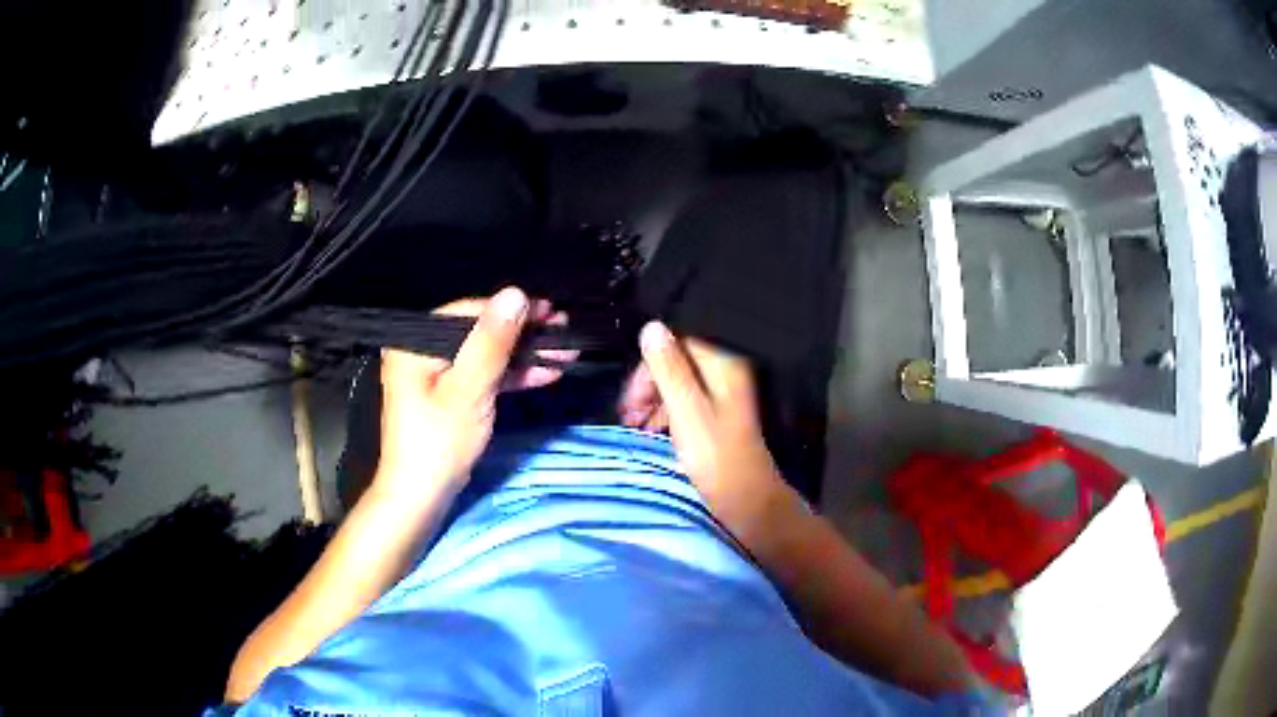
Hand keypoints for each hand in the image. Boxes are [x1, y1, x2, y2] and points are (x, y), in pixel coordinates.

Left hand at [374, 288, 571, 498]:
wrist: (422, 497)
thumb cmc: (439, 441)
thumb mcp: (469, 389)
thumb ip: (492, 341)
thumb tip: (516, 293)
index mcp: (416, 344)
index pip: (468, 311)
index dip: (510, 310)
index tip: (550, 310)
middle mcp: (423, 352)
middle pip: (480, 332)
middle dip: (523, 334)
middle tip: (563, 329)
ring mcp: (438, 375)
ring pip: (486, 355)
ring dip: (525, 355)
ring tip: (565, 349)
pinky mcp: (451, 396)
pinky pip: (484, 376)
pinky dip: (512, 376)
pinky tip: (546, 372)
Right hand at [637, 321, 783, 507]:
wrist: (745, 500)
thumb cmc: (715, 455)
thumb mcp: (685, 409)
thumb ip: (668, 368)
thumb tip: (652, 327)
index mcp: (723, 365)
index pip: (678, 344)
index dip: (650, 364)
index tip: (632, 395)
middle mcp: (726, 374)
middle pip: (678, 363)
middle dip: (650, 384)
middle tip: (629, 412)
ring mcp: (723, 396)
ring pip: (680, 384)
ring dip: (654, 400)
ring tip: (635, 425)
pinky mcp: (718, 417)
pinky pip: (686, 402)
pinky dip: (667, 413)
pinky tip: (653, 431)